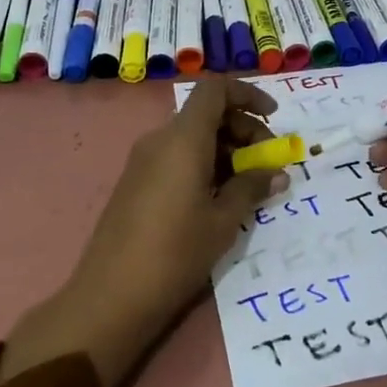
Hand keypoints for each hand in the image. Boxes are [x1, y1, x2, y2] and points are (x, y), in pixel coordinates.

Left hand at [3, 78, 286, 386]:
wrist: (110, 296)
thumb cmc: (175, 253)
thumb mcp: (223, 221)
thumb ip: (251, 189)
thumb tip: (276, 173)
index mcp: (183, 138)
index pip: (216, 90)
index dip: (247, 95)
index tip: (273, 118)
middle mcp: (161, 139)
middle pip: (207, 113)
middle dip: (243, 129)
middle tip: (267, 165)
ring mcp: (144, 160)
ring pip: (192, 136)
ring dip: (225, 149)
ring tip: (248, 186)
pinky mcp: (136, 181)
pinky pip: (176, 155)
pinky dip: (204, 163)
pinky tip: (218, 198)